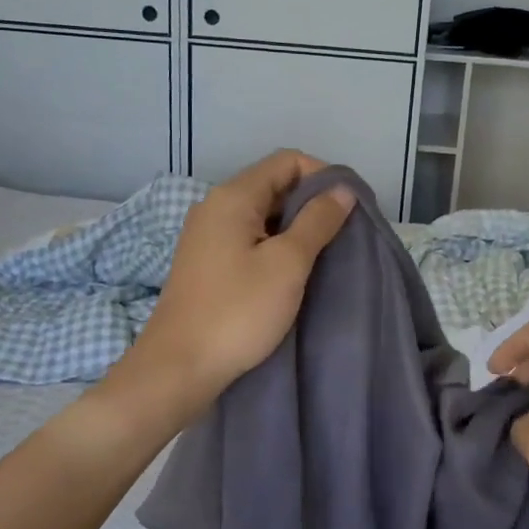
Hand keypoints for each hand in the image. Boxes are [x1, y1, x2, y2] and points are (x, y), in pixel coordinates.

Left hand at [128, 151, 354, 406]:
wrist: (179, 367)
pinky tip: (292, 272)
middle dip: (312, 203)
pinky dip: (275, 245)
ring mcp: (207, 235)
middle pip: (274, 185)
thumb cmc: (238, 311)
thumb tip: (342, 190)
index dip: (323, 175)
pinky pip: (249, 238)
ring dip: (295, 227)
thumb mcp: (287, 263)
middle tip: (343, 234)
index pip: (287, 161)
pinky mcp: (206, 262)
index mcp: (233, 197)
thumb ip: (318, 221)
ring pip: (262, 214)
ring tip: (323, 255)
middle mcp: (215, 207)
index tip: (349, 208)